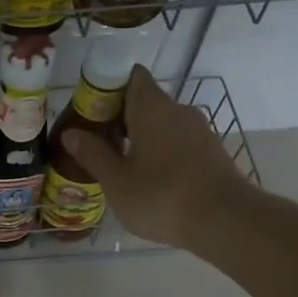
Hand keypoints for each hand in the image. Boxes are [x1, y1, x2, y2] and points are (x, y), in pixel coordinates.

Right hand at [62, 67, 258, 248]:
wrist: (226, 221)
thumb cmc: (162, 196)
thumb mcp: (117, 181)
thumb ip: (92, 154)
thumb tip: (71, 133)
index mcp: (151, 107)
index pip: (130, 76)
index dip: (108, 87)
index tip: (89, 109)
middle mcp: (177, 110)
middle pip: (144, 101)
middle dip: (119, 117)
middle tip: (95, 142)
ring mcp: (199, 131)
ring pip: (161, 124)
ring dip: (139, 137)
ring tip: (118, 164)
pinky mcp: (211, 153)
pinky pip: (177, 142)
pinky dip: (159, 152)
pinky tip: (147, 179)